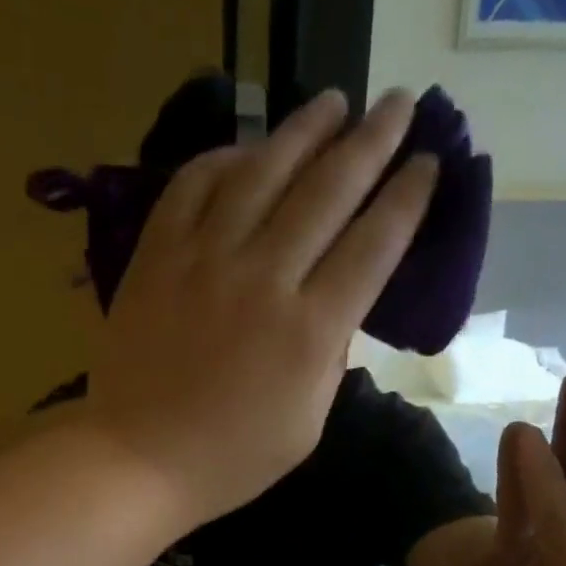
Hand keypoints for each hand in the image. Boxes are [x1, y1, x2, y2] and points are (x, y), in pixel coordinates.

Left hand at [85, 89, 439, 525]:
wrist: (138, 461)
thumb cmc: (228, 461)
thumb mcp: (304, 429)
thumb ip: (328, 362)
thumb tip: (336, 309)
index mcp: (309, 332)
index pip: (373, 244)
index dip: (406, 197)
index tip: (427, 163)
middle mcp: (265, 278)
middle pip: (330, 189)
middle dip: (372, 140)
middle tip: (397, 104)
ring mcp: (206, 260)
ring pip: (264, 170)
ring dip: (305, 129)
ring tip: (332, 103)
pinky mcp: (157, 255)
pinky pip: (194, 185)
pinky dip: (224, 159)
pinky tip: (246, 152)